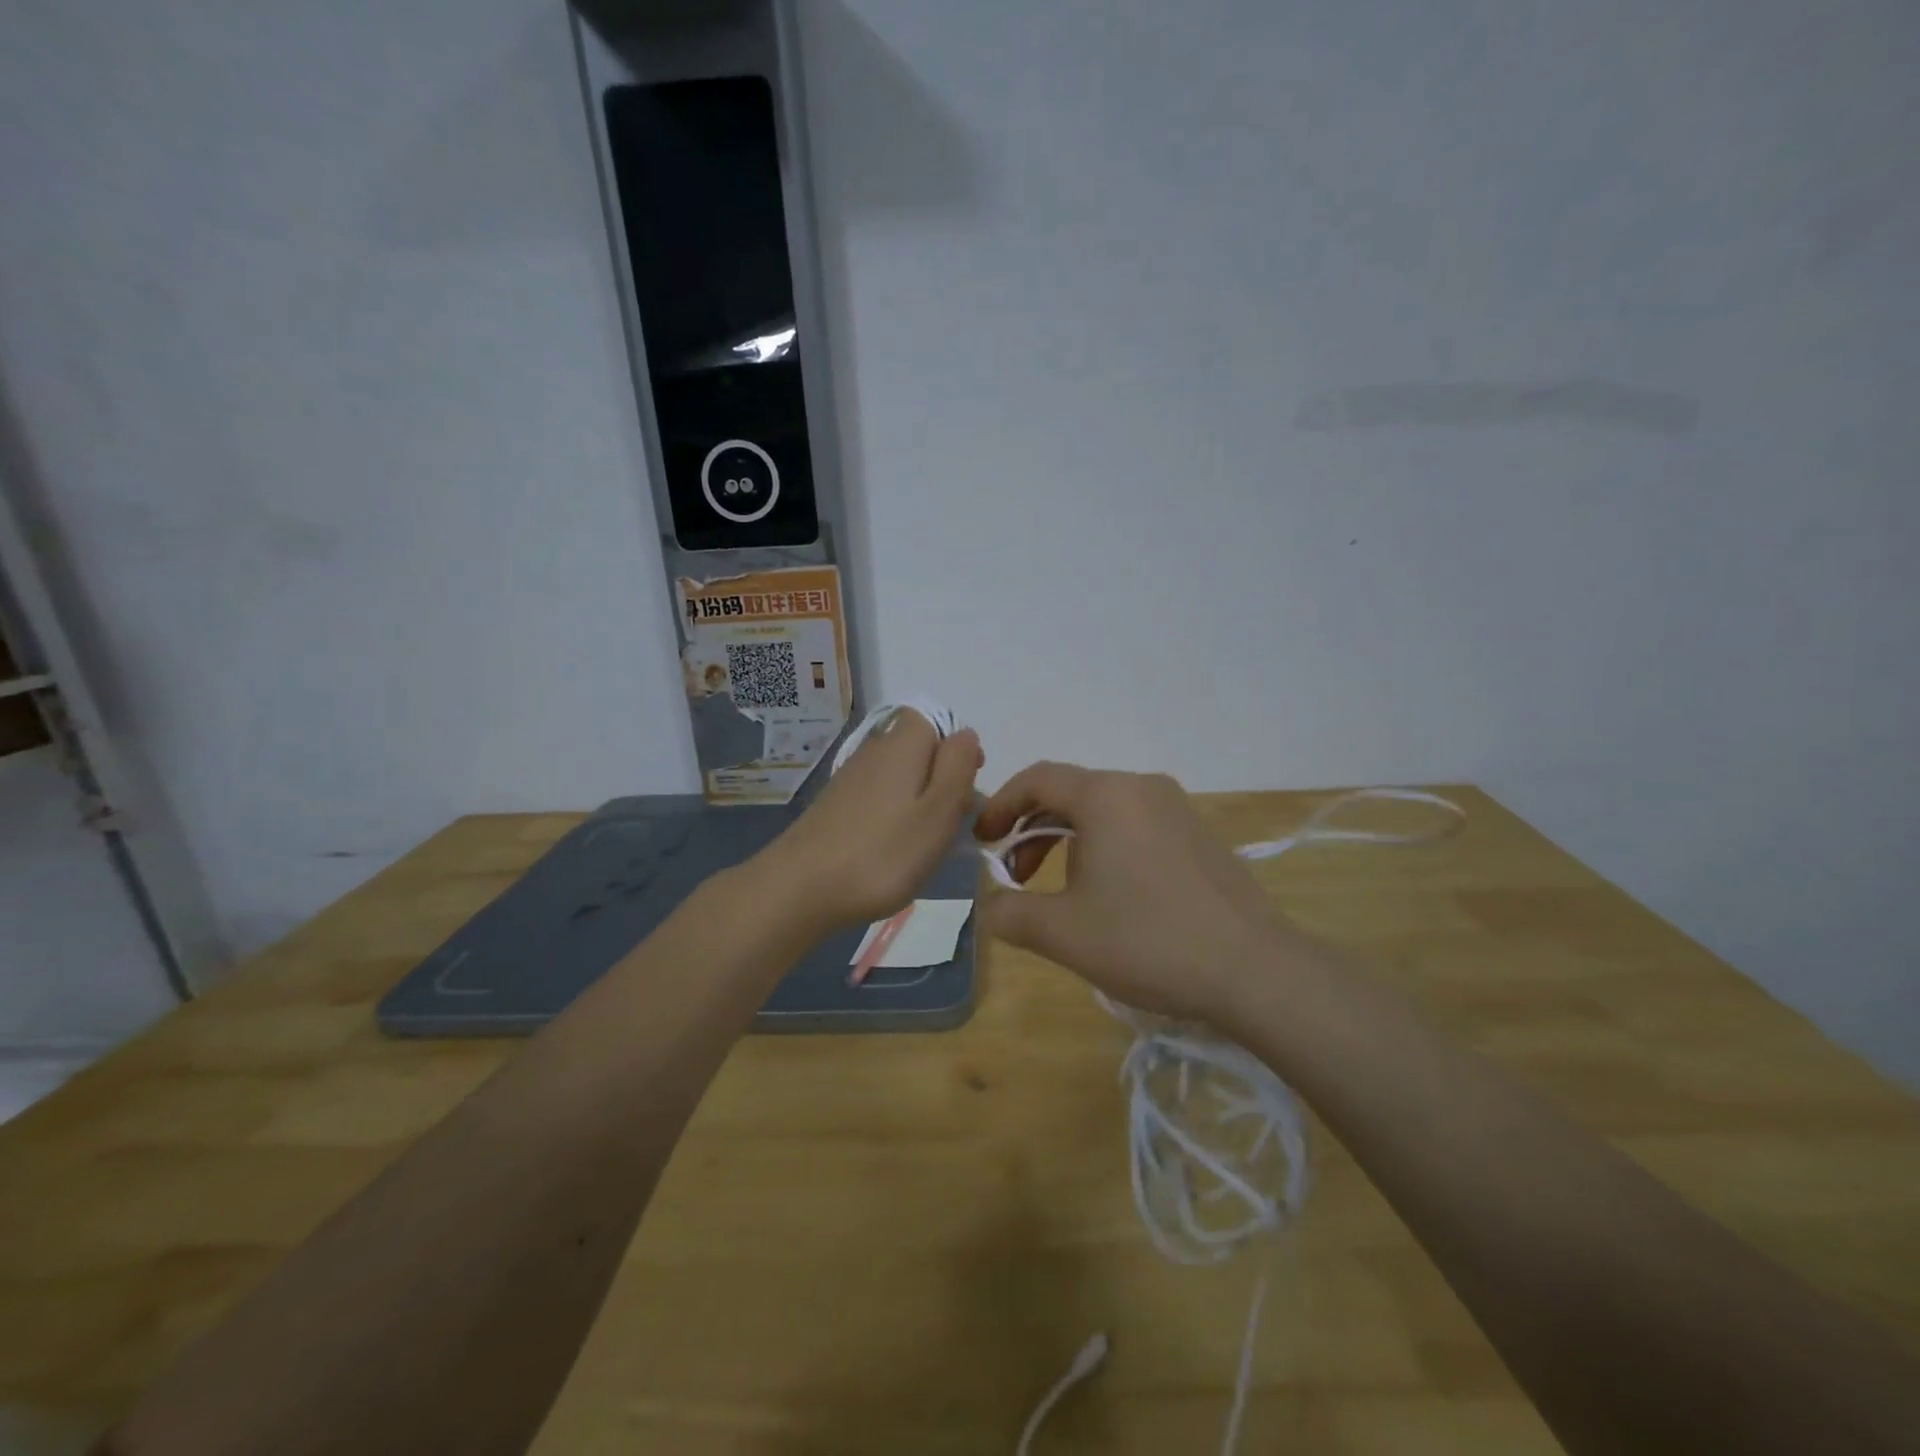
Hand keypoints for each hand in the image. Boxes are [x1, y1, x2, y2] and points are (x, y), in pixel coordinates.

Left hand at [755, 712, 982, 934]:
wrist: (801, 887)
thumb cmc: (883, 852)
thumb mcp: (938, 811)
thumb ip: (958, 767)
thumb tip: (966, 734)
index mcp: (903, 744)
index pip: (934, 720)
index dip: (956, 749)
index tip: (967, 787)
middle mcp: (874, 750)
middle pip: (917, 748)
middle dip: (940, 778)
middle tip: (951, 822)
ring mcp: (850, 778)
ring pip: (898, 775)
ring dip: (917, 800)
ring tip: (925, 841)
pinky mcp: (834, 805)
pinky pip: (877, 797)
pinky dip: (892, 816)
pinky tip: (892, 849)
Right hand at [975, 763, 1302, 1022]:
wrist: (1254, 969)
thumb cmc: (1148, 940)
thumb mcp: (1064, 933)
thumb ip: (1010, 913)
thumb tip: (989, 906)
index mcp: (1106, 796)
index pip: (1038, 779)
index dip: (1000, 805)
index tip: (981, 840)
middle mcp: (1142, 788)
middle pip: (1070, 794)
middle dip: (1033, 831)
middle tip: (1017, 876)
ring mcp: (1177, 809)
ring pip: (1104, 811)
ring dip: (1068, 842)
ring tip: (1060, 891)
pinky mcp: (1199, 835)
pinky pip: (1135, 826)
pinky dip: (1105, 847)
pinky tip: (1110, 895)